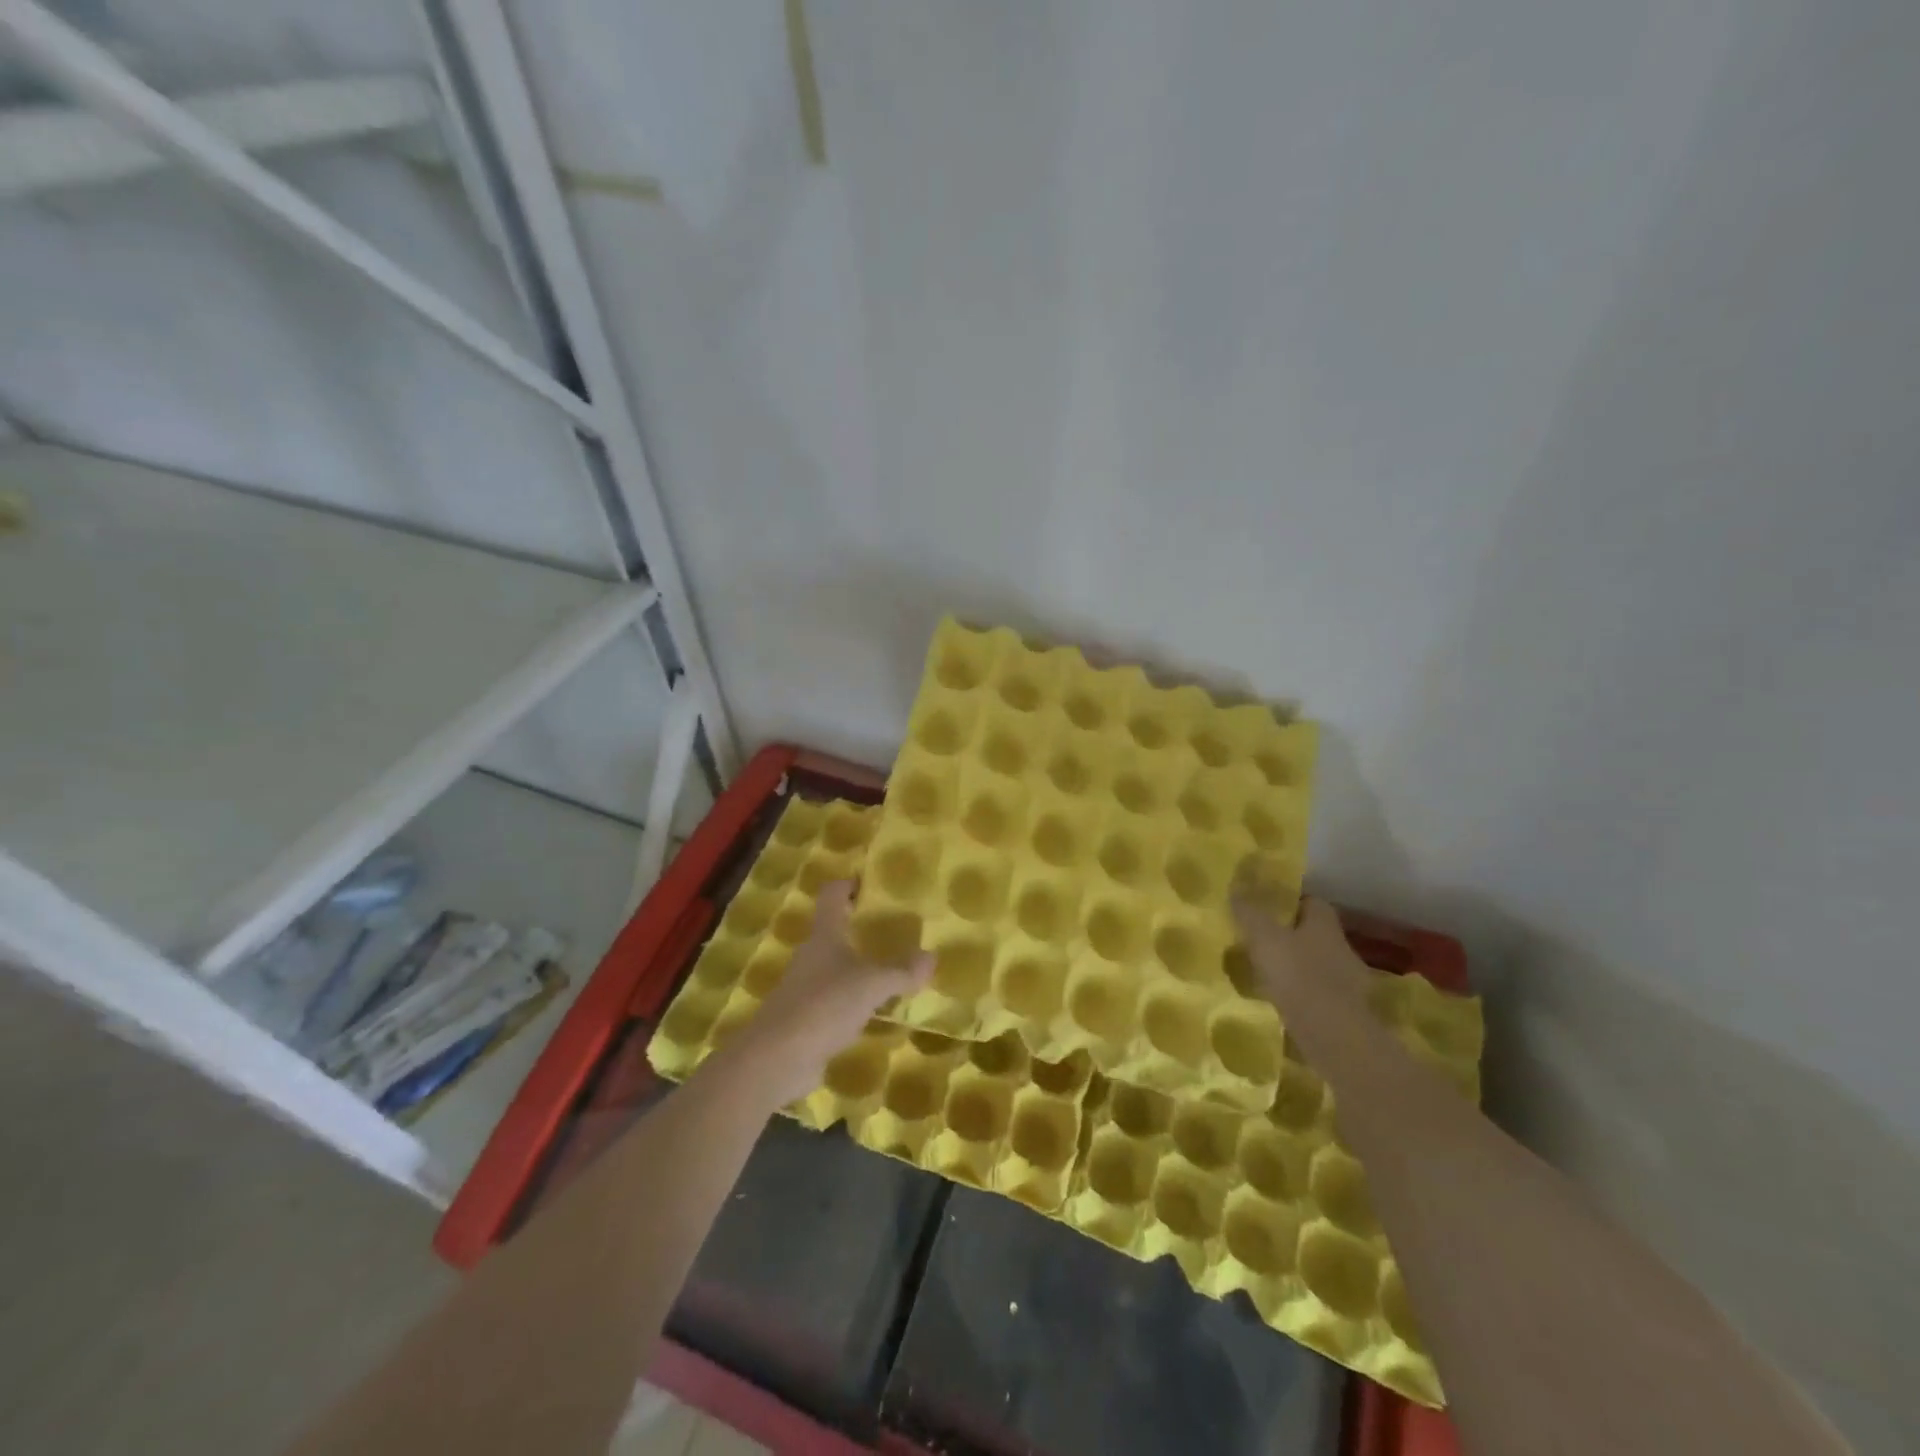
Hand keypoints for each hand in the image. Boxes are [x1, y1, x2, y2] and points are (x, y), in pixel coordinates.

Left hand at [725, 881, 933, 1104]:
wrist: (776, 1059)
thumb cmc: (824, 1005)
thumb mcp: (872, 985)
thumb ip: (902, 971)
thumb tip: (931, 956)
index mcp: (824, 936)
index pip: (832, 895)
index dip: (848, 884)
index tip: (870, 883)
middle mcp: (811, 956)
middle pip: (834, 931)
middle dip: (859, 927)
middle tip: (893, 929)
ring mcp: (805, 988)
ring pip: (835, 968)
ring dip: (858, 967)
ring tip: (891, 971)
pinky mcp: (805, 1019)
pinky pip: (834, 1001)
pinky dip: (853, 1001)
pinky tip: (874, 1012)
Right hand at [1229, 890, 1369, 1017]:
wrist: (1332, 1035)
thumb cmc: (1297, 976)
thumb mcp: (1263, 938)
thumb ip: (1249, 913)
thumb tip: (1236, 888)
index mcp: (1325, 926)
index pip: (1313, 902)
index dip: (1291, 903)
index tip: (1267, 908)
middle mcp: (1342, 949)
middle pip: (1316, 934)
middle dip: (1292, 936)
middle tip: (1261, 941)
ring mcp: (1349, 983)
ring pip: (1318, 965)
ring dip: (1297, 968)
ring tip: (1267, 974)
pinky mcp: (1346, 1012)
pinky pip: (1319, 995)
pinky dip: (1302, 995)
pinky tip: (1282, 1002)